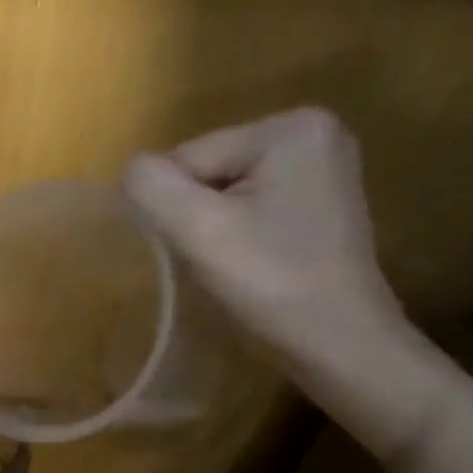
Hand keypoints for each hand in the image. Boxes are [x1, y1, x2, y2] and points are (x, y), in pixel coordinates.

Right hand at [122, 107, 404, 371]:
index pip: (191, 157)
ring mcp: (323, 166)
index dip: (178, 206)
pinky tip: (256, 260)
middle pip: (211, 169)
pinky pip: (253, 205)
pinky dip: (240, 232)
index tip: (203, 248)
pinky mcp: (322, 200)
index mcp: (289, 128)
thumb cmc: (272, 284)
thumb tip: (132, 170)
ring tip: (237, 263)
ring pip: (227, 191)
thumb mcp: (199, 230)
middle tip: (220, 259)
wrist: (340, 344)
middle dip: (200, 214)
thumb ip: (152, 186)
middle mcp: (313, 131)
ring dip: (216, 227)